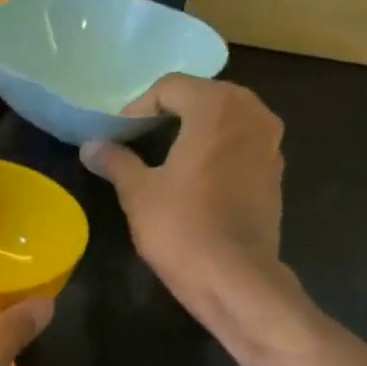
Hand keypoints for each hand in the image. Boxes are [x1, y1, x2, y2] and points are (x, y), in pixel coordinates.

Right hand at [81, 76, 311, 355]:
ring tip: (166, 158)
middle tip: (139, 140)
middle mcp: (252, 113)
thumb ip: (116, 162)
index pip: (171, 87)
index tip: (118, 135)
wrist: (234, 278)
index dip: (138, 107)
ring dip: (196, 130)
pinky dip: (217, 151)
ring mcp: (270, 143)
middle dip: (170, 113)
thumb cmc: (182, 229)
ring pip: (227, 120)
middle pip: (204, 97)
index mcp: (217, 107)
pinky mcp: (275, 172)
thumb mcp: (138, 194)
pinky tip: (196, 180)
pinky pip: (241, 145)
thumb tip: (91, 146)